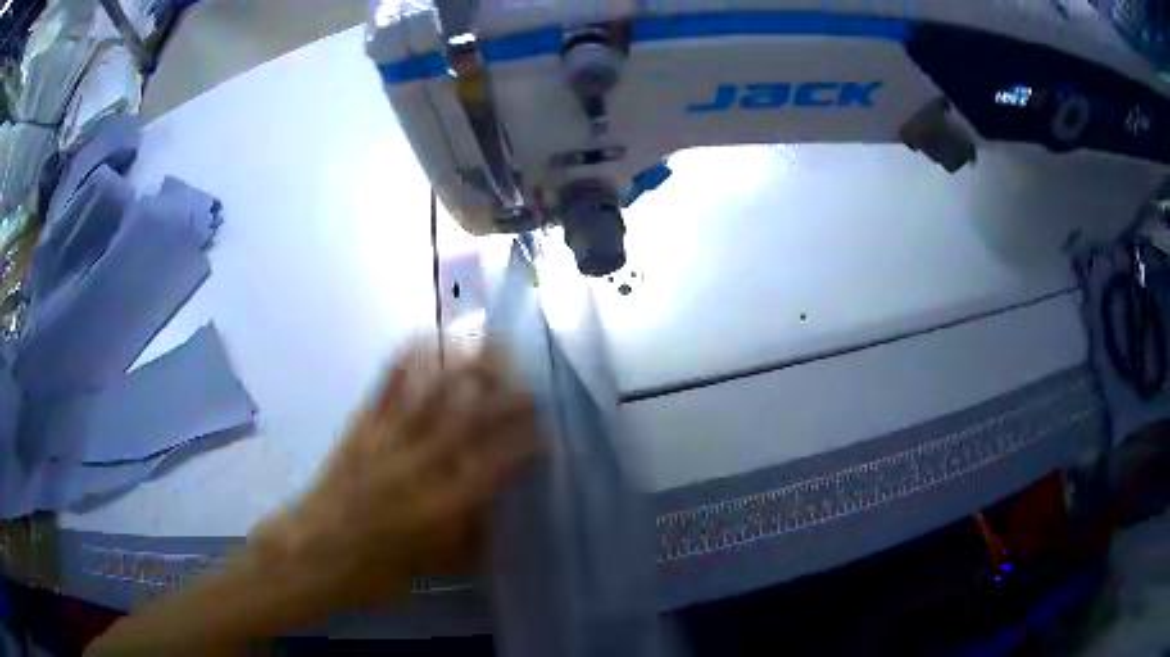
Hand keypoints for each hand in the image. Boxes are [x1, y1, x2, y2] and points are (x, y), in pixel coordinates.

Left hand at [250, 340, 540, 606]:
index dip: (526, 444)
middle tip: (531, 385)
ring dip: (464, 367)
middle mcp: (417, 466)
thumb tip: (503, 510)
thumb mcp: (435, 565)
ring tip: (491, 347)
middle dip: (507, 398)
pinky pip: (387, 385)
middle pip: (470, 419)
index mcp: (440, 507)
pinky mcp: (360, 426)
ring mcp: (386, 440)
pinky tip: (426, 339)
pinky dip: (409, 359)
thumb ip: (474, 538)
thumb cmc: (375, 570)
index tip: (548, 432)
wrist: (313, 552)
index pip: (495, 464)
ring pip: (432, 393)